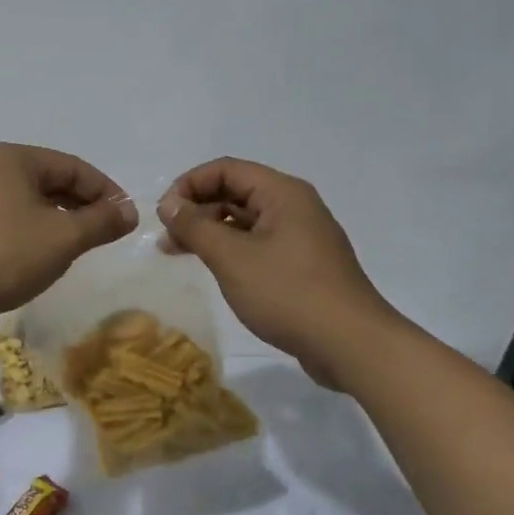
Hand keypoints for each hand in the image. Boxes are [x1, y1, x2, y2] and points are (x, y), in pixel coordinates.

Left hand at [0, 143, 137, 328]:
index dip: (105, 191)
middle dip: (75, 203)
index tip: (124, 218)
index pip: (73, 167)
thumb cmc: (6, 255)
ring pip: (11, 198)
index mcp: (13, 159)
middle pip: (43, 180)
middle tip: (99, 231)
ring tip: (61, 240)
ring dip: (40, 215)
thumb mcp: (65, 238)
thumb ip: (101, 221)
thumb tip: (128, 211)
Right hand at [157, 158, 392, 386]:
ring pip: (245, 220)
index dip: (189, 185)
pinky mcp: (302, 264)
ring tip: (177, 254)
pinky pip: (258, 244)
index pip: (226, 169)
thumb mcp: (232, 258)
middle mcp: (294, 206)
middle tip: (166, 238)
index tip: (163, 214)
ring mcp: (301, 236)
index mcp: (282, 193)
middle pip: (235, 192)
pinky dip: (231, 250)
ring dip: (210, 232)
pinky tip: (213, 268)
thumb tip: (168, 203)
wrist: (351, 345)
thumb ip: (195, 226)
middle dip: (196, 209)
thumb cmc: (288, 293)